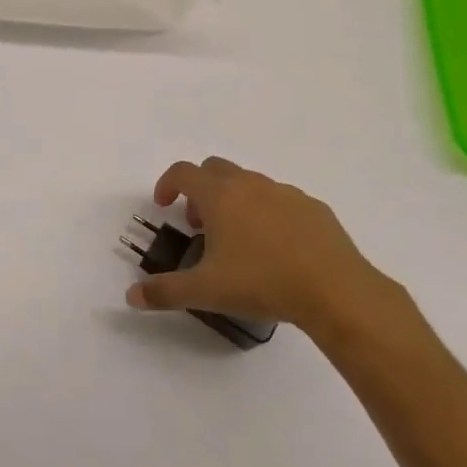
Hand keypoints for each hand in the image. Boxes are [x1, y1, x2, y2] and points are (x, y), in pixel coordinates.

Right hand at [127, 157, 414, 352]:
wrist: (335, 290)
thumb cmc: (262, 282)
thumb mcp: (206, 291)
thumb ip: (165, 292)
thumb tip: (131, 296)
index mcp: (220, 196)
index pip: (183, 172)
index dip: (167, 184)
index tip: (164, 206)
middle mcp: (250, 184)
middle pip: (215, 170)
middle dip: (200, 191)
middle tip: (199, 225)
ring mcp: (285, 193)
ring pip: (250, 184)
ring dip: (234, 201)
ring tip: (238, 240)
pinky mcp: (314, 208)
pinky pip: (281, 201)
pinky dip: (268, 213)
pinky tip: (276, 248)